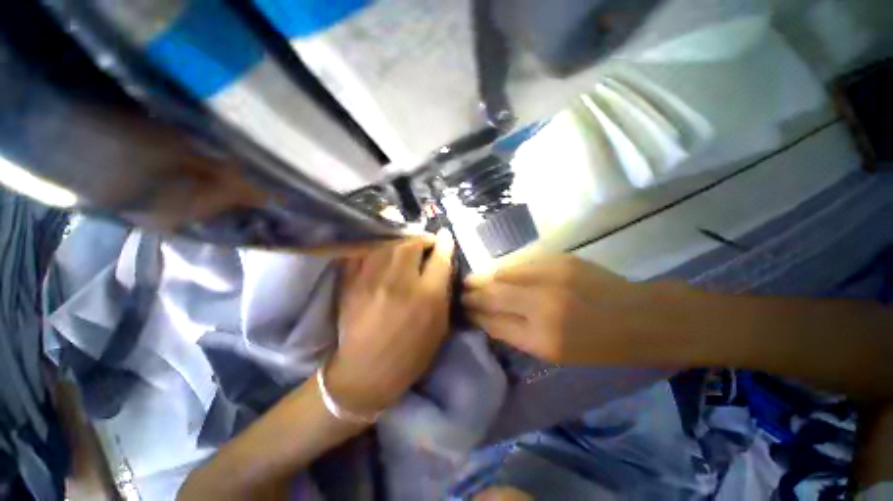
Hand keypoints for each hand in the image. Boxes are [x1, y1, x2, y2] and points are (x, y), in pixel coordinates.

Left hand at [326, 230, 454, 413]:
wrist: (366, 373)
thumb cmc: (411, 353)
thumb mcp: (440, 326)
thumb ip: (444, 292)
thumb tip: (444, 263)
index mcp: (427, 296)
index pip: (440, 257)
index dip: (444, 243)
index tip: (445, 236)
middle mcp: (400, 282)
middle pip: (412, 244)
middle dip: (422, 239)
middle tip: (424, 245)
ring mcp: (371, 280)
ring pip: (388, 244)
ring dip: (401, 241)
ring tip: (405, 247)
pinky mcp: (351, 283)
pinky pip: (363, 252)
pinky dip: (375, 247)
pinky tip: (381, 252)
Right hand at [463, 254, 680, 363]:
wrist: (638, 316)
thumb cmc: (597, 345)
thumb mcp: (554, 353)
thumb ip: (516, 333)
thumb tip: (487, 317)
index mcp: (542, 338)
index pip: (493, 322)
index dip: (474, 315)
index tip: (461, 310)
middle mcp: (542, 305)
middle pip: (493, 295)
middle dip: (472, 294)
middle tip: (459, 292)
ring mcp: (550, 277)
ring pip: (503, 274)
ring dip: (485, 278)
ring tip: (471, 280)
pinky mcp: (558, 260)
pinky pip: (521, 265)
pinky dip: (506, 270)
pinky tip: (498, 273)